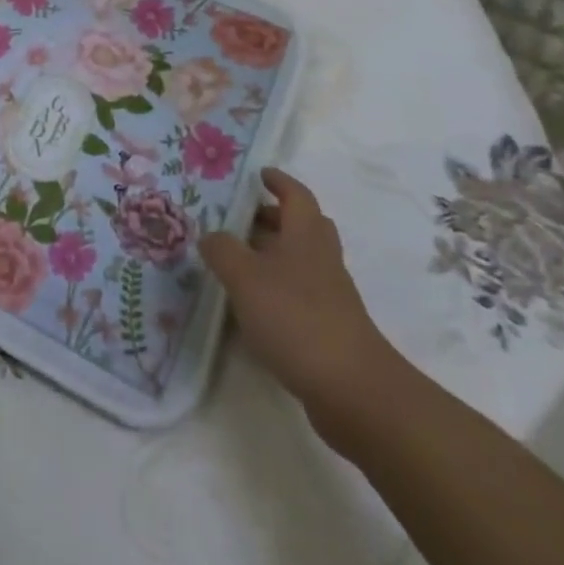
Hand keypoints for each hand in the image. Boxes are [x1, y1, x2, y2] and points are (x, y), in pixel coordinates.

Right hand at [201, 168, 405, 448]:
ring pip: (302, 260)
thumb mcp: (245, 277)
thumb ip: (222, 250)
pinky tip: (253, 305)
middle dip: (275, 217)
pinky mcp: (329, 329)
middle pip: (303, 226)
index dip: (279, 181)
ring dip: (274, 254)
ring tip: (238, 261)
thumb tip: (210, 235)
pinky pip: (300, 294)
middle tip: (243, 218)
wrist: (353, 390)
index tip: (260, 174)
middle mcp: (321, 259)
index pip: (296, 195)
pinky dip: (278, 289)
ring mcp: (330, 296)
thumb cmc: (296, 318)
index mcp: (305, 236)